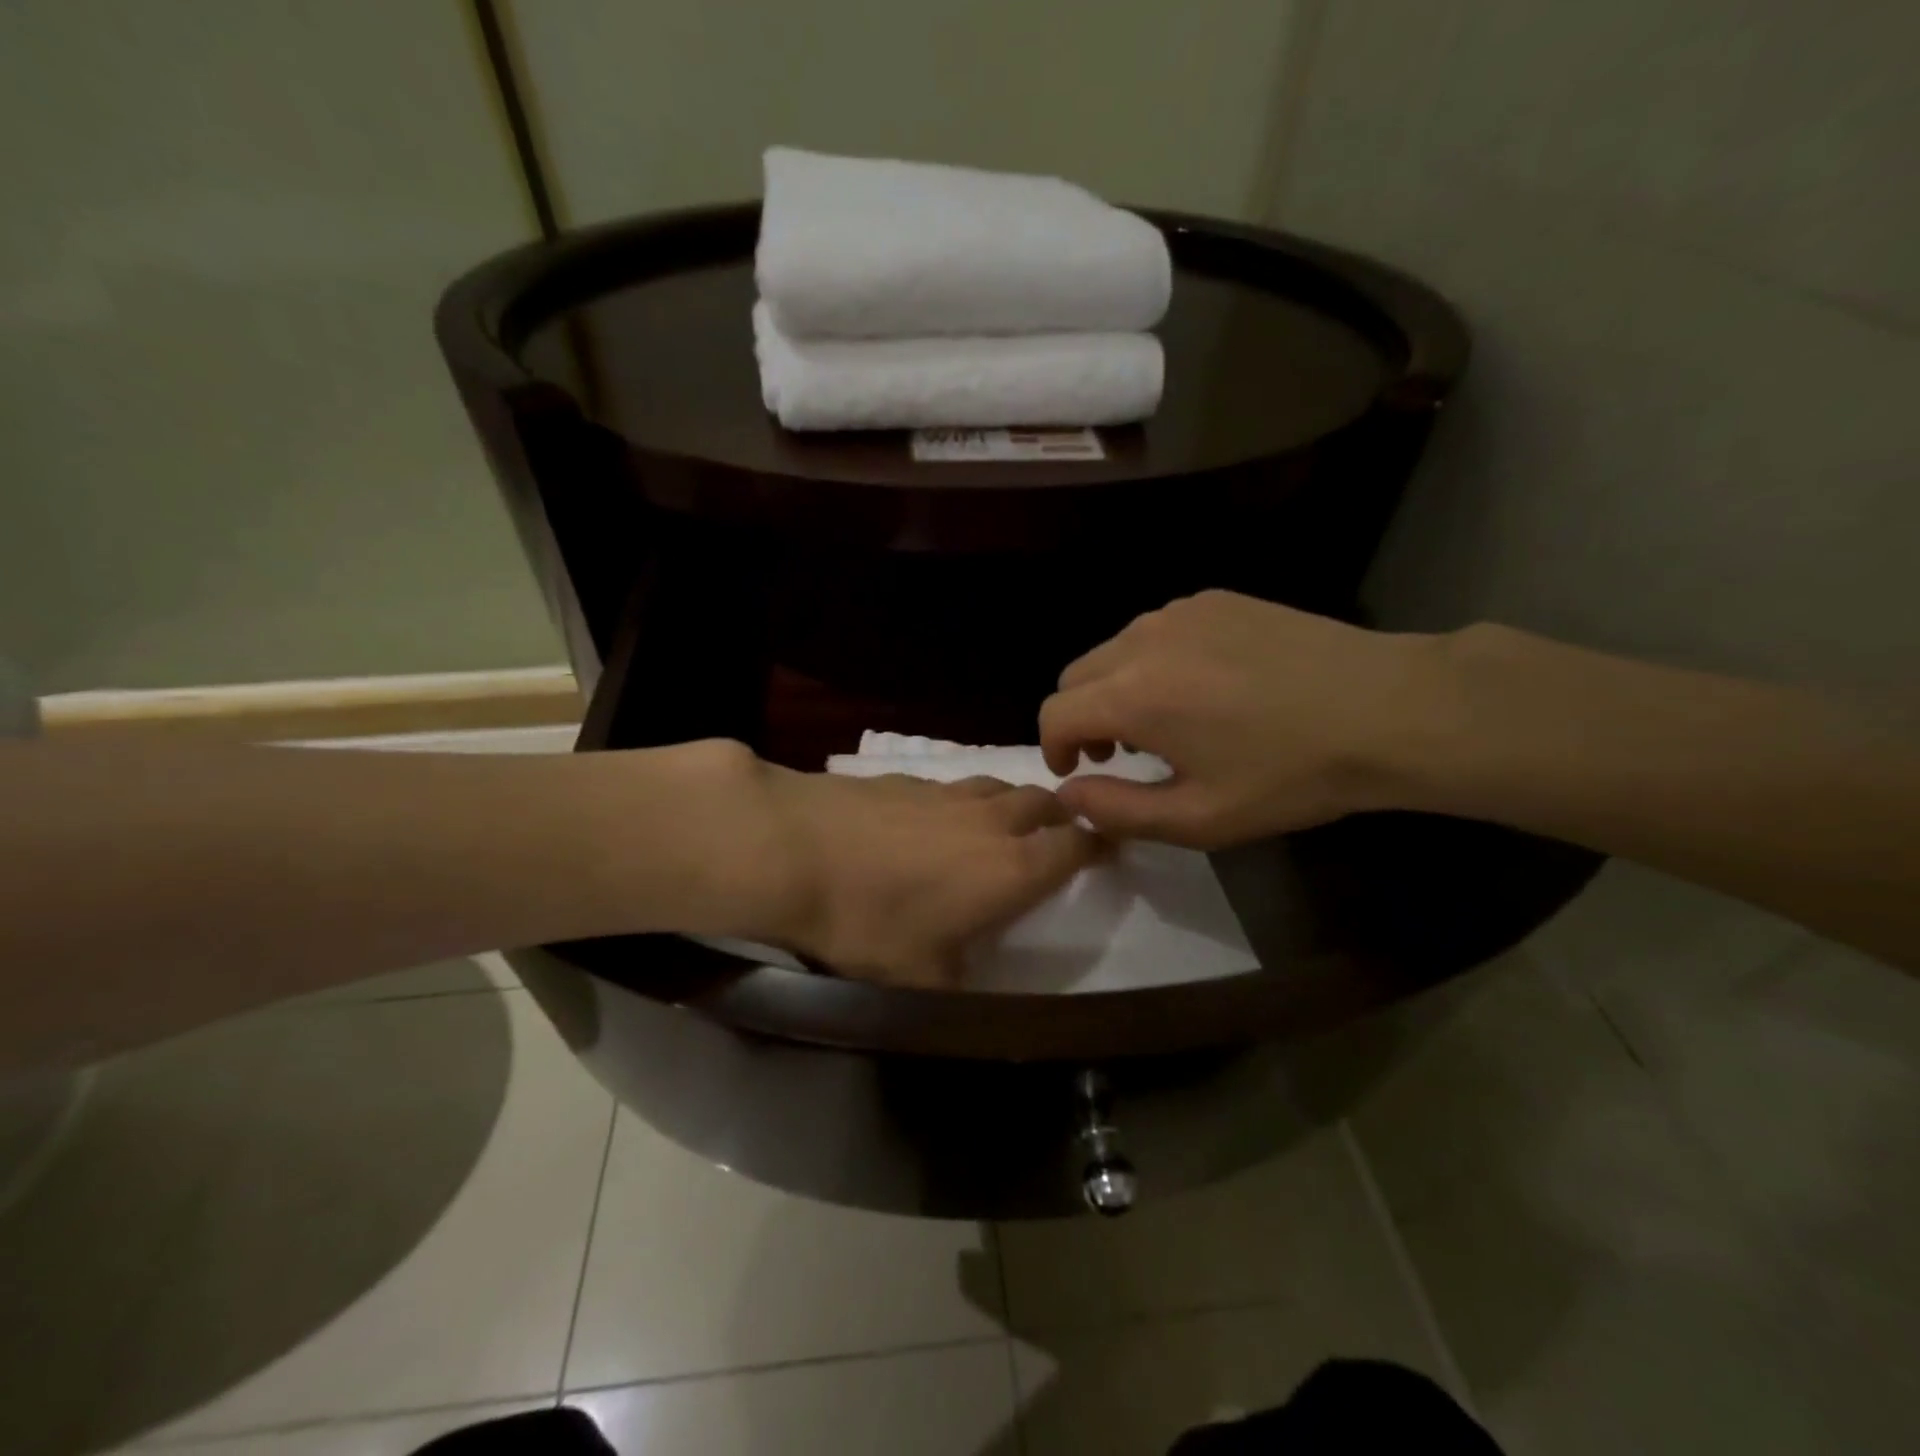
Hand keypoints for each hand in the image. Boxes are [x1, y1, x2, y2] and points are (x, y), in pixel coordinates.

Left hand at [702, 748, 1101, 986]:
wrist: (793, 849)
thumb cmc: (867, 921)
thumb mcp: (920, 980)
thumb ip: (960, 982)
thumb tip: (969, 982)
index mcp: (1011, 869)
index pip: (1076, 846)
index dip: (1098, 845)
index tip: (1107, 848)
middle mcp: (990, 821)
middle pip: (1044, 802)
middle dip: (1061, 815)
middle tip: (1058, 831)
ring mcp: (946, 792)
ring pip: (999, 786)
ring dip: (1013, 802)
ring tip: (1004, 822)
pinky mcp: (904, 778)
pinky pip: (952, 784)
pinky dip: (962, 799)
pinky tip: (936, 817)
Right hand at [1038, 591, 1447, 847]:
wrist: (1386, 709)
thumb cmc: (1289, 775)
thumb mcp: (1200, 818)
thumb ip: (1117, 810)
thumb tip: (1068, 793)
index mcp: (1133, 695)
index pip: (1055, 713)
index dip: (1052, 748)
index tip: (1077, 772)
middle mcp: (1143, 640)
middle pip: (1076, 675)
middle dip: (1081, 717)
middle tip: (1117, 754)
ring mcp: (1180, 612)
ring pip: (1114, 650)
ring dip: (1115, 688)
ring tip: (1161, 722)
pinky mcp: (1215, 600)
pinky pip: (1156, 631)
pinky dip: (1153, 661)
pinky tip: (1202, 687)